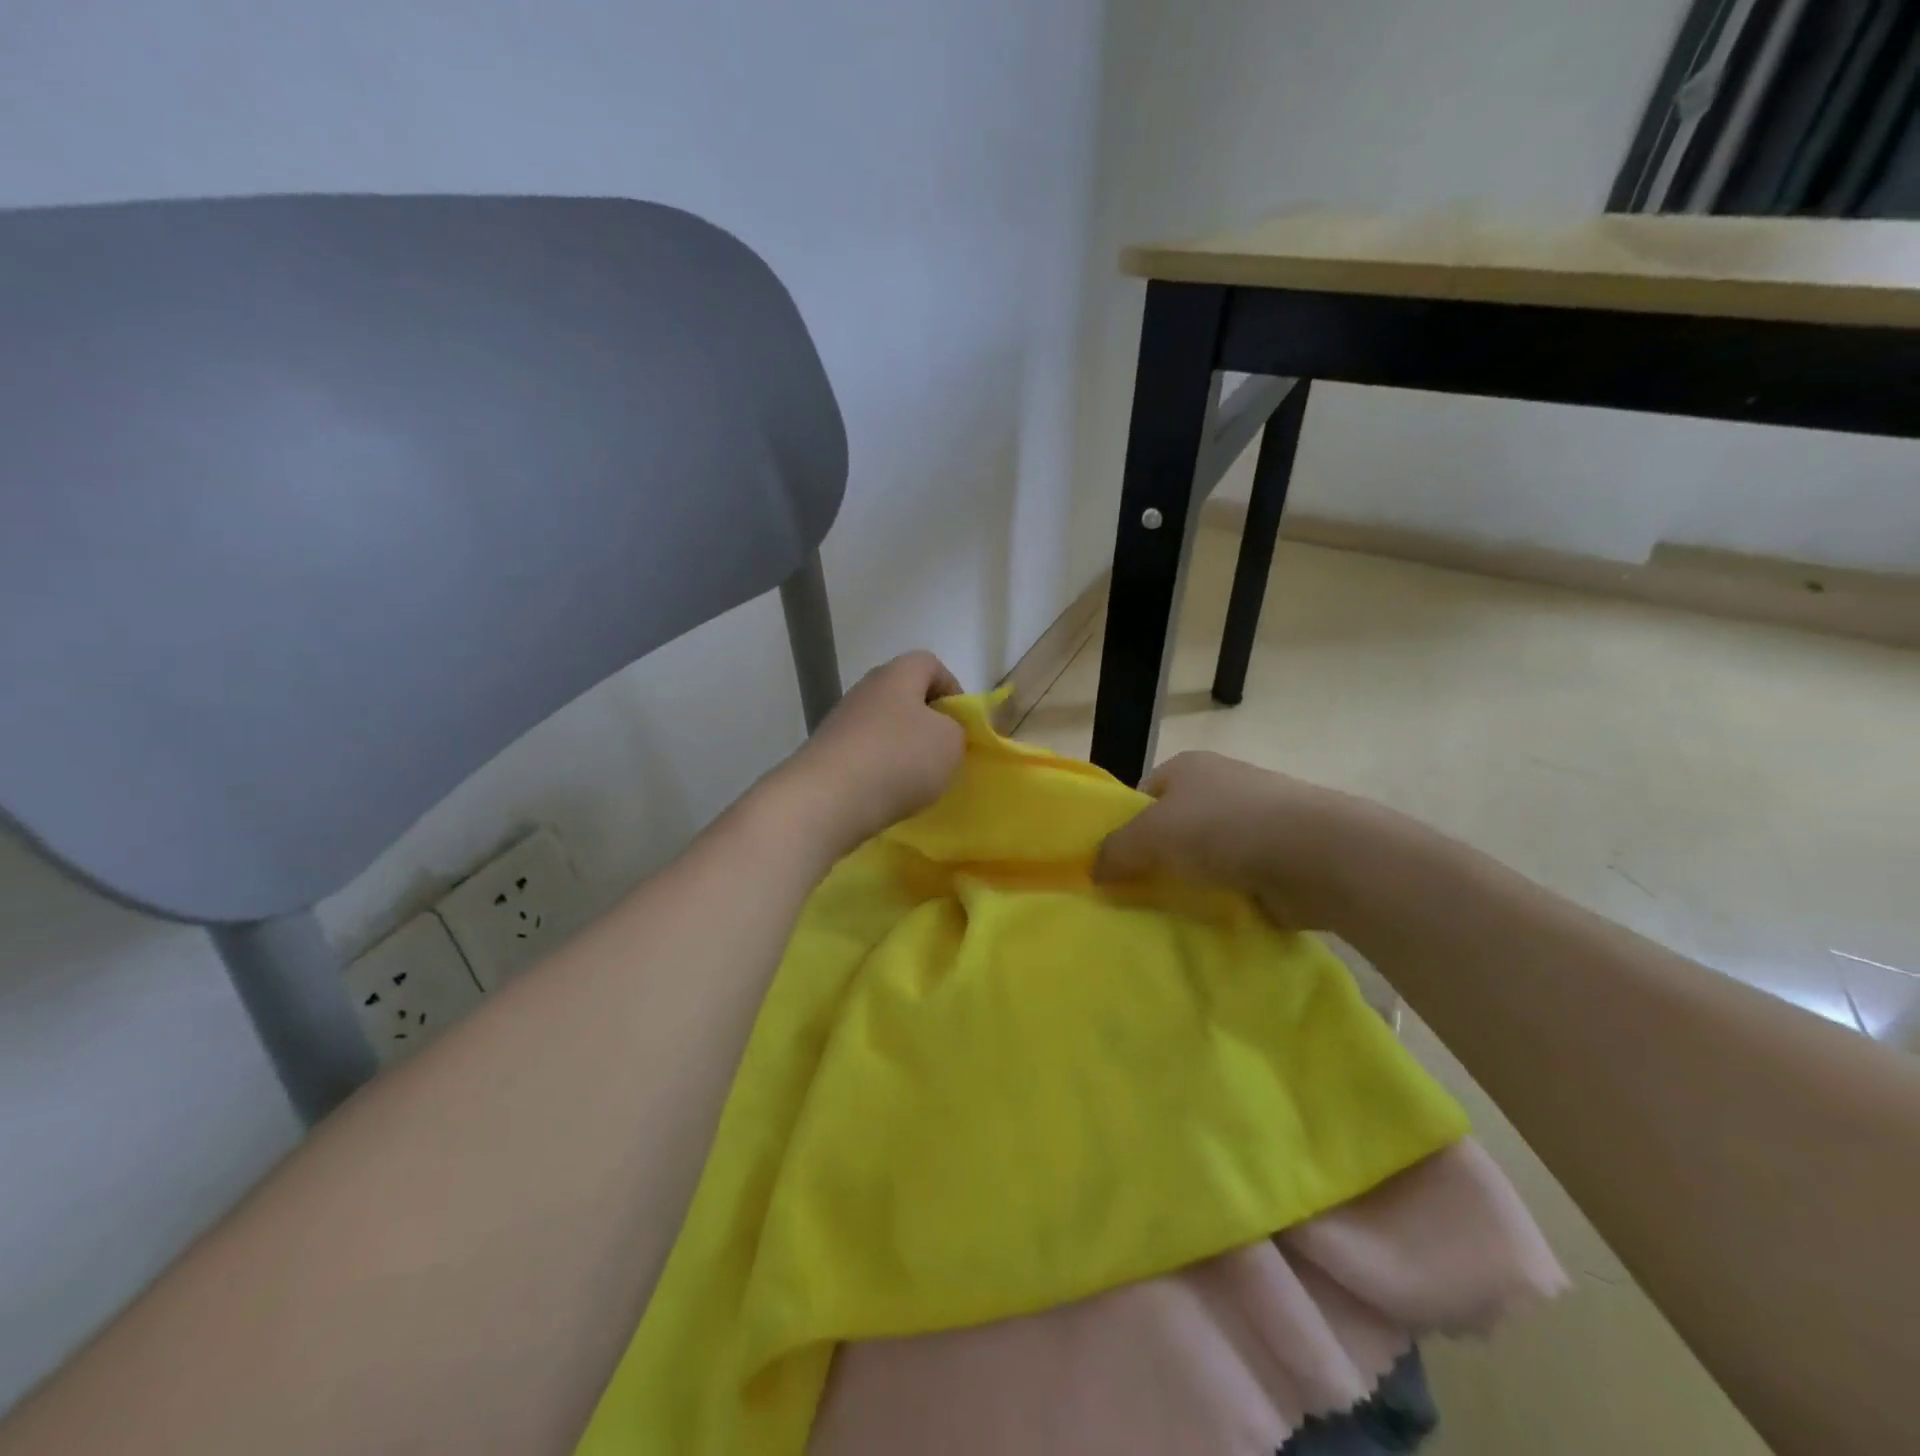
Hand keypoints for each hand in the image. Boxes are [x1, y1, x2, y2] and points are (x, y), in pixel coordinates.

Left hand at [775, 651, 965, 853]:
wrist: (827, 799)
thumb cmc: (899, 759)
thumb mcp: (950, 743)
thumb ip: (956, 730)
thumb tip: (941, 733)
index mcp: (897, 674)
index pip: (930, 664)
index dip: (953, 690)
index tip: (962, 724)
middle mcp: (866, 689)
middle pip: (905, 696)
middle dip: (928, 723)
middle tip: (943, 754)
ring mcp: (842, 721)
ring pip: (884, 727)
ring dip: (903, 749)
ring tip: (917, 781)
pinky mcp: (827, 753)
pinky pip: (865, 754)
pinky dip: (880, 771)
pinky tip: (887, 794)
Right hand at [1093, 751, 1404, 932]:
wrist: (1318, 853)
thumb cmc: (1224, 828)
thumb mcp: (1152, 834)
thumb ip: (1116, 851)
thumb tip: (1094, 871)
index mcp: (1188, 767)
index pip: (1142, 796)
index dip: (1125, 828)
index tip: (1115, 866)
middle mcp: (1220, 787)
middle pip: (1173, 827)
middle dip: (1157, 860)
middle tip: (1136, 896)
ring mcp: (1254, 821)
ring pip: (1205, 856)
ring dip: (1192, 882)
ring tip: (1172, 913)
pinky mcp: (1279, 857)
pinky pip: (1236, 879)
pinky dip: (1224, 898)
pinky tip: (1212, 919)